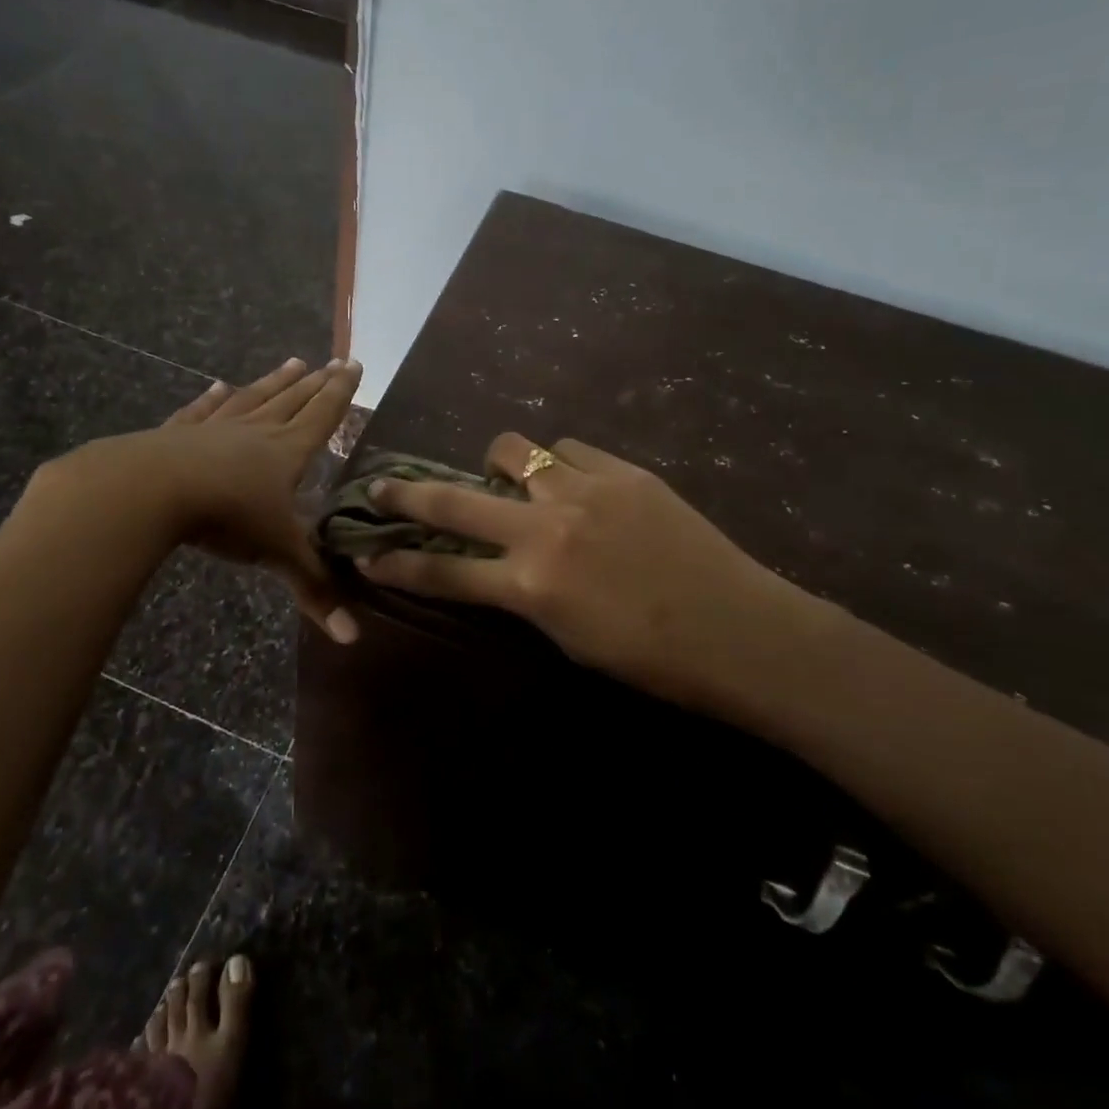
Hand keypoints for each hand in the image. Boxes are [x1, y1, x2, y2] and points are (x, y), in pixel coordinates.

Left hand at [28, 358, 361, 640]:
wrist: (149, 491)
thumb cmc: (225, 516)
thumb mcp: (276, 553)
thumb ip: (314, 589)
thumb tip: (353, 638)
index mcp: (286, 453)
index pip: (322, 416)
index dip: (341, 393)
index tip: (355, 364)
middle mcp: (255, 432)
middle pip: (293, 401)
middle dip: (316, 383)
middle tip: (334, 360)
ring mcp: (214, 429)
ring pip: (253, 398)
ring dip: (274, 382)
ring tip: (293, 362)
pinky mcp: (177, 434)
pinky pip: (202, 411)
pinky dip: (212, 398)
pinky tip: (219, 385)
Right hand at [356, 432, 822, 709]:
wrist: (740, 630)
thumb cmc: (652, 659)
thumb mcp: (568, 638)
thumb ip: (524, 596)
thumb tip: (498, 566)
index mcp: (530, 585)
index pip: (443, 571)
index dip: (398, 563)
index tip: (367, 554)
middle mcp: (545, 529)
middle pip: (453, 501)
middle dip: (406, 495)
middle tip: (380, 487)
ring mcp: (583, 490)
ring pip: (514, 450)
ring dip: (501, 467)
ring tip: (513, 482)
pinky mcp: (622, 471)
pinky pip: (569, 449)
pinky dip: (559, 464)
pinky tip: (576, 483)